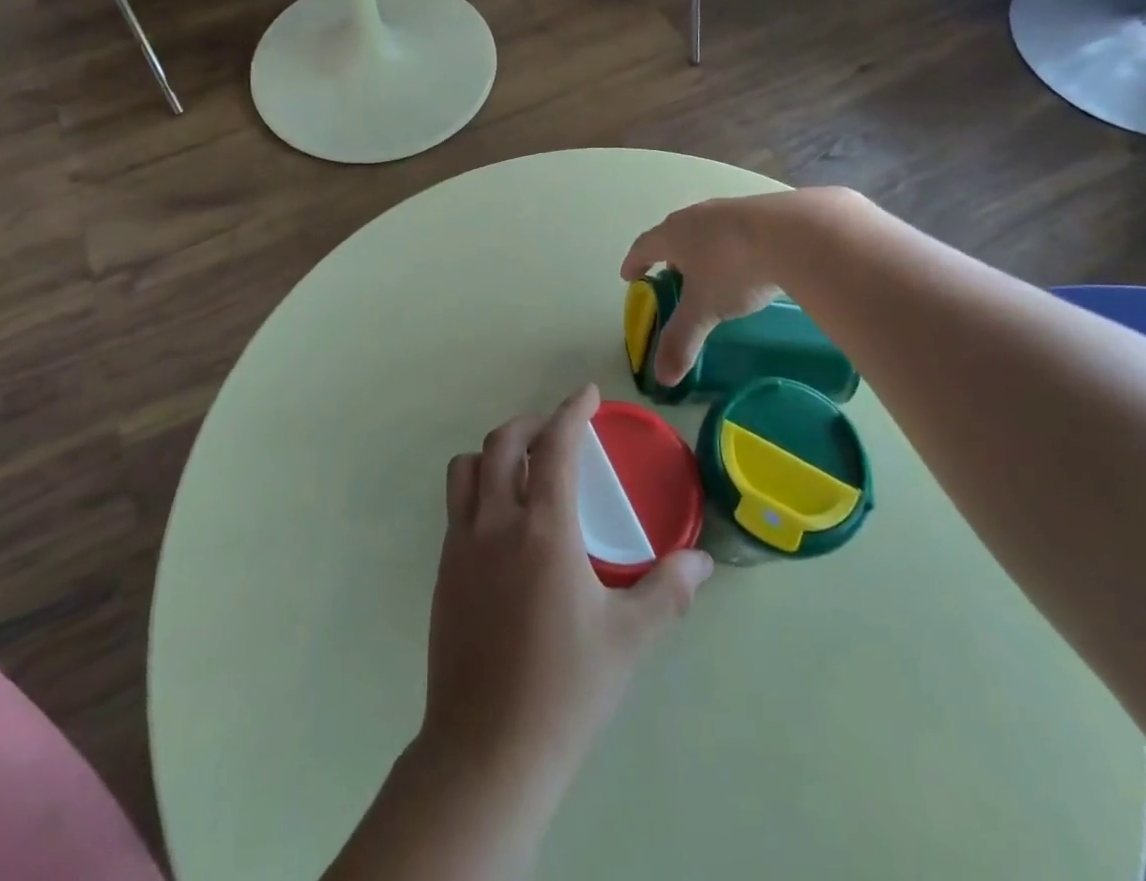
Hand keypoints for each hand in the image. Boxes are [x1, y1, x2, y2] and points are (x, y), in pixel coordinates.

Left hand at [422, 384, 713, 787]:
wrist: (486, 750)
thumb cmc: (565, 690)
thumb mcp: (629, 639)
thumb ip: (668, 591)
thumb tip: (703, 561)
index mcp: (544, 530)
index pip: (555, 446)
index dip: (572, 411)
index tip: (587, 394)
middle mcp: (495, 523)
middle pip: (503, 443)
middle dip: (532, 424)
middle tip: (558, 431)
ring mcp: (461, 545)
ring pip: (467, 468)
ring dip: (496, 452)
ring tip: (525, 467)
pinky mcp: (443, 570)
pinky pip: (456, 506)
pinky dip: (479, 488)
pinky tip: (504, 521)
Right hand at [621, 192, 813, 386]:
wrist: (794, 233)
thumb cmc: (733, 269)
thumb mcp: (704, 310)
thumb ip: (681, 340)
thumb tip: (662, 378)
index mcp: (673, 235)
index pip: (644, 246)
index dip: (634, 262)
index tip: (629, 275)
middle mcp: (696, 216)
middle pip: (674, 233)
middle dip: (670, 255)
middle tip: (671, 274)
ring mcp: (730, 209)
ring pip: (706, 229)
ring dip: (702, 248)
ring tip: (709, 269)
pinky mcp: (762, 210)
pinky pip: (737, 228)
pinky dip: (732, 245)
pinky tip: (747, 261)